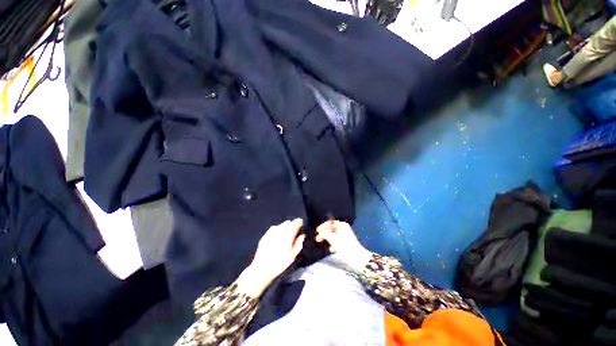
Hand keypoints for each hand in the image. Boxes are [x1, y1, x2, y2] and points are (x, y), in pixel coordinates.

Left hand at [237, 219, 304, 297]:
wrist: (261, 269)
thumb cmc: (279, 263)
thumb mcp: (293, 255)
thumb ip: (299, 243)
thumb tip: (303, 235)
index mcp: (288, 233)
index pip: (297, 222)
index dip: (300, 224)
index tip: (301, 229)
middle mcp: (280, 229)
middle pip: (289, 223)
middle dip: (292, 227)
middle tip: (293, 236)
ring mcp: (272, 231)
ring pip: (281, 225)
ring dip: (285, 229)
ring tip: (285, 239)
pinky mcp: (266, 234)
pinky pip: (274, 229)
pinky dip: (277, 232)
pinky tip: (277, 240)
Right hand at [316, 220, 371, 271]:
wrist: (358, 259)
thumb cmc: (346, 247)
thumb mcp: (333, 239)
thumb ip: (325, 233)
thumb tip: (320, 232)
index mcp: (342, 225)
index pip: (330, 222)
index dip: (323, 226)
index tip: (317, 231)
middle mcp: (344, 228)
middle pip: (331, 228)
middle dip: (324, 233)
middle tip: (318, 238)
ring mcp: (345, 236)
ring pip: (333, 235)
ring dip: (327, 238)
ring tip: (323, 243)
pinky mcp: (346, 243)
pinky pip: (336, 240)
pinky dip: (332, 243)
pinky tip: (331, 249)